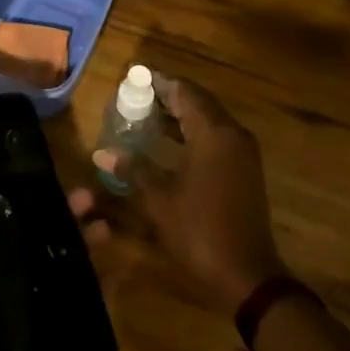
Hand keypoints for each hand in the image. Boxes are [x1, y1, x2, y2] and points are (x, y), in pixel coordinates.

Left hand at [0, 166, 110, 350]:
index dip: (20, 188)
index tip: (43, 165)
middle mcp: (1, 274)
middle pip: (37, 234)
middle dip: (62, 213)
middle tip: (89, 196)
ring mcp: (28, 305)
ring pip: (61, 264)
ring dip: (83, 244)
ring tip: (105, 228)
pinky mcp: (50, 334)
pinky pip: (78, 306)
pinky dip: (99, 289)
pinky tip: (118, 272)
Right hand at [98, 75, 286, 312]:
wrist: (247, 274)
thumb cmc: (200, 231)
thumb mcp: (159, 200)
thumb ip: (134, 168)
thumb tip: (102, 152)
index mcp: (214, 133)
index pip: (185, 92)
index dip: (160, 83)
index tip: (135, 76)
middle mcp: (233, 134)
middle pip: (199, 102)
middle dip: (169, 96)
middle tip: (138, 95)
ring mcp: (243, 152)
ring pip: (210, 119)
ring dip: (182, 114)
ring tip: (148, 114)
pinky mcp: (245, 170)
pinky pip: (217, 137)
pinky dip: (194, 132)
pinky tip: (171, 142)